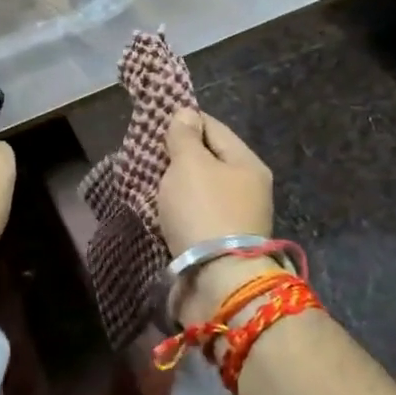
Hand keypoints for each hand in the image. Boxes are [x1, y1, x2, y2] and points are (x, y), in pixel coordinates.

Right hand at [158, 109, 273, 255]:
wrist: (218, 282)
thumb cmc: (204, 211)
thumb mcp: (190, 164)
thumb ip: (184, 137)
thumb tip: (186, 112)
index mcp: (247, 163)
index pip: (214, 128)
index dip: (185, 120)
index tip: (155, 121)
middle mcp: (248, 189)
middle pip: (209, 161)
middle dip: (178, 156)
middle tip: (147, 154)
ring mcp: (236, 219)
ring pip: (201, 190)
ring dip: (176, 186)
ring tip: (148, 181)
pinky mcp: (221, 245)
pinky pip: (195, 216)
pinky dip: (178, 211)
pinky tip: (159, 210)